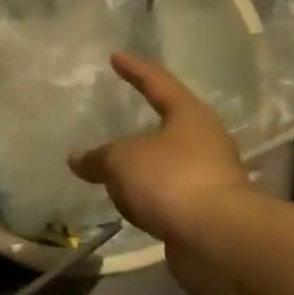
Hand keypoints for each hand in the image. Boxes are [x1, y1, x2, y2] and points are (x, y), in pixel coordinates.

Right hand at [68, 52, 256, 294]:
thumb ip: (97, 157)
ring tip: (115, 169)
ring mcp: (210, 178)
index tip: (117, 56)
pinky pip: (168, 194)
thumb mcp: (121, 161)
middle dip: (145, 124)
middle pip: (171, 125)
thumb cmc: (169, 180)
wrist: (215, 237)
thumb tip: (78, 158)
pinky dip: (148, 195)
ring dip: (145, 166)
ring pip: (169, 164)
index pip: (159, 84)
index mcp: (190, 116)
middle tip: (118, 121)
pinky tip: (130, 202)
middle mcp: (206, 142)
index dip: (136, 70)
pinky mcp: (205, 211)